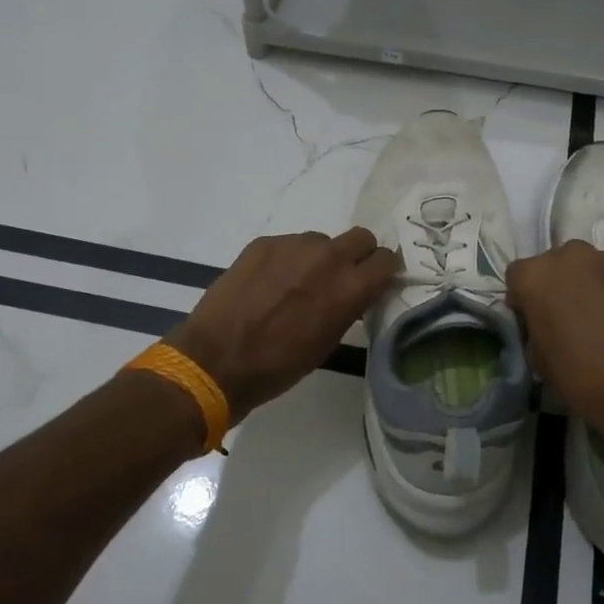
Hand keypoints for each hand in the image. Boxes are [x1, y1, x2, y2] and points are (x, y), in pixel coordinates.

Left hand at [167, 229, 396, 418]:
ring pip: (321, 241)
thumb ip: (349, 308)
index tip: (374, 282)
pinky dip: (286, 260)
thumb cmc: (278, 365)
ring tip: (295, 285)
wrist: (216, 359)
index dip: (382, 271)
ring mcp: (294, 245)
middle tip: (340, 278)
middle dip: (357, 255)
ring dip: (318, 258)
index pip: (387, 260)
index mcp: (351, 287)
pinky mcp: (264, 242)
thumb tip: (356, 293)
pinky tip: (268, 284)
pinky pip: (289, 244)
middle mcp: (328, 257)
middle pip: (361, 237)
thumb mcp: (328, 341)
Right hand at [506, 240, 603, 487]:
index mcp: (535, 275)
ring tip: (598, 320)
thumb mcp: (538, 360)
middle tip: (566, 319)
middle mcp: (568, 255)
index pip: (517, 277)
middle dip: (555, 286)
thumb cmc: (583, 377)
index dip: (523, 300)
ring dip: (585, 285)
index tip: (533, 322)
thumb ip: (534, 329)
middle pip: (553, 265)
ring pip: (585, 267)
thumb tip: (544, 324)